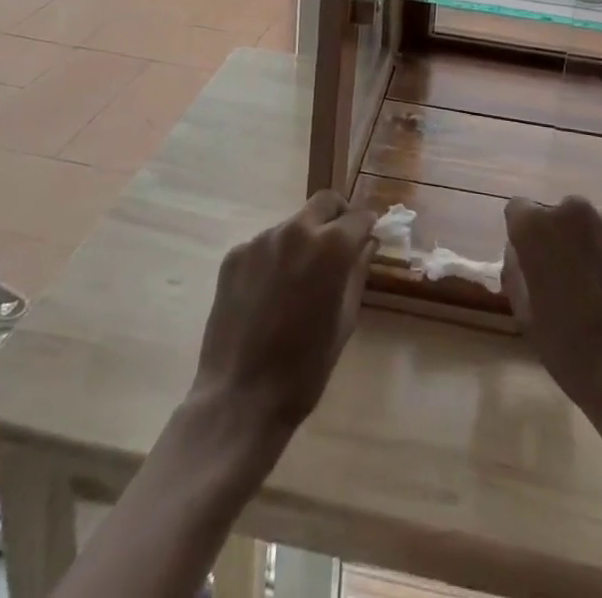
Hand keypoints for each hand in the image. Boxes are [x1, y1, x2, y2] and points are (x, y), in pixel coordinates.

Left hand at [190, 190, 376, 434]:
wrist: (240, 398)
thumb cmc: (305, 367)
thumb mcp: (345, 320)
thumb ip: (357, 272)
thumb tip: (367, 243)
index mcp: (331, 246)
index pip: (359, 216)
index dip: (367, 226)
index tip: (367, 237)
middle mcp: (296, 230)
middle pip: (324, 202)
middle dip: (337, 217)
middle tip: (337, 247)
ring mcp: (261, 240)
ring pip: (292, 224)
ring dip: (303, 239)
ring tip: (297, 280)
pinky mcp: (234, 255)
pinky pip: (264, 245)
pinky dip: (274, 258)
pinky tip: (268, 294)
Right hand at [502, 195, 601, 434]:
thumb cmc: (570, 350)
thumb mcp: (524, 314)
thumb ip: (515, 270)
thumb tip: (520, 252)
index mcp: (537, 227)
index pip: (517, 211)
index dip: (520, 237)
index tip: (528, 265)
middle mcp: (573, 212)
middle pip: (555, 217)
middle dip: (554, 240)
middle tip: (559, 282)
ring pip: (586, 229)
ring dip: (583, 248)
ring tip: (591, 293)